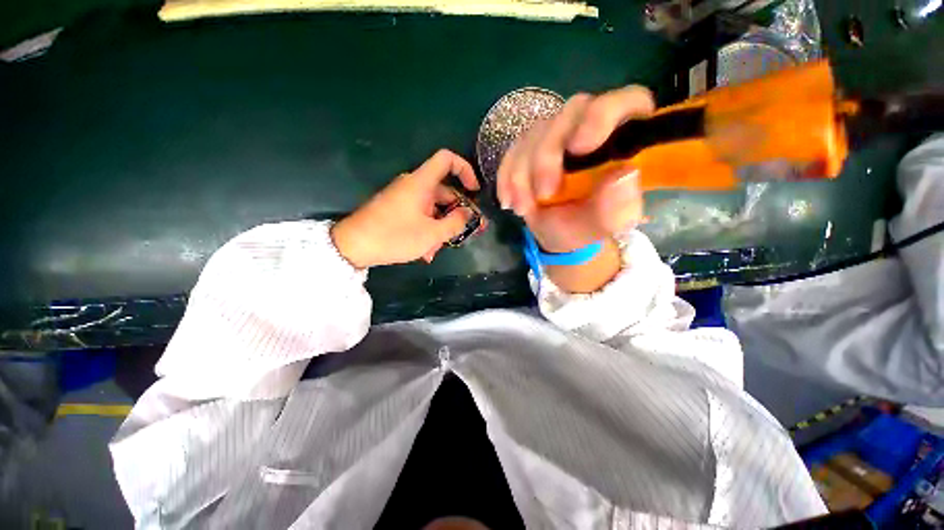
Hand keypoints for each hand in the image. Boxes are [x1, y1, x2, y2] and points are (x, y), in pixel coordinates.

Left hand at [331, 149, 482, 268]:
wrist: (352, 246)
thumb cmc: (394, 236)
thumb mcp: (431, 234)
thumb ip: (455, 223)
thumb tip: (468, 213)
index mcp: (421, 183)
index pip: (447, 159)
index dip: (465, 170)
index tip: (474, 191)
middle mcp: (413, 186)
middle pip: (444, 191)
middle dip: (456, 214)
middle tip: (464, 233)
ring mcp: (404, 198)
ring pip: (433, 209)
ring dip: (440, 228)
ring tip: (436, 250)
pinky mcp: (397, 210)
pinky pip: (420, 215)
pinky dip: (427, 229)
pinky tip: (425, 251)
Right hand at [497, 86, 653, 252]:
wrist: (560, 235)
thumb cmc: (589, 227)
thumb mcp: (608, 226)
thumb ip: (620, 207)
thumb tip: (622, 176)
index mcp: (626, 138)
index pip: (627, 101)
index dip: (602, 115)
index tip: (579, 148)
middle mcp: (591, 127)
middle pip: (570, 113)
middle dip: (548, 156)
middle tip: (543, 195)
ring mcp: (558, 135)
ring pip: (535, 134)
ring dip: (522, 175)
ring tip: (524, 209)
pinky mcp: (530, 148)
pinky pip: (512, 151)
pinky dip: (507, 178)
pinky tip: (509, 201)